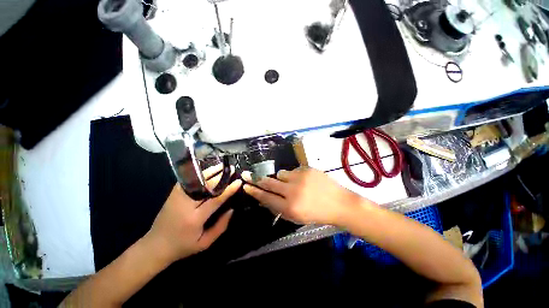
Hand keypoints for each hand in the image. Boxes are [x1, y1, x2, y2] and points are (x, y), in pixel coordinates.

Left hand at [145, 164, 241, 264]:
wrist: (155, 246)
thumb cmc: (183, 246)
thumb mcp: (204, 243)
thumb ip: (220, 227)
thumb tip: (232, 209)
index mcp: (195, 219)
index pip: (215, 200)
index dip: (228, 190)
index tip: (238, 182)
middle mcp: (185, 205)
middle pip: (206, 186)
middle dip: (221, 177)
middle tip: (232, 169)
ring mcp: (177, 197)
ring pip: (197, 181)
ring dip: (210, 171)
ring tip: (221, 165)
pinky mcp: (173, 194)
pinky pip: (187, 180)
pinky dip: (198, 174)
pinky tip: (207, 169)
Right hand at [242, 167, 362, 225]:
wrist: (339, 203)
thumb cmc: (317, 214)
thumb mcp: (296, 217)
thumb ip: (279, 207)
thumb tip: (265, 197)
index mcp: (289, 207)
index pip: (266, 197)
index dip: (254, 191)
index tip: (246, 186)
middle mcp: (292, 191)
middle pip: (269, 183)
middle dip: (259, 180)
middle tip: (252, 176)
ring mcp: (300, 178)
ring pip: (280, 173)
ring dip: (281, 178)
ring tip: (290, 183)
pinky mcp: (307, 169)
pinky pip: (292, 170)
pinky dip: (294, 175)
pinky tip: (303, 181)